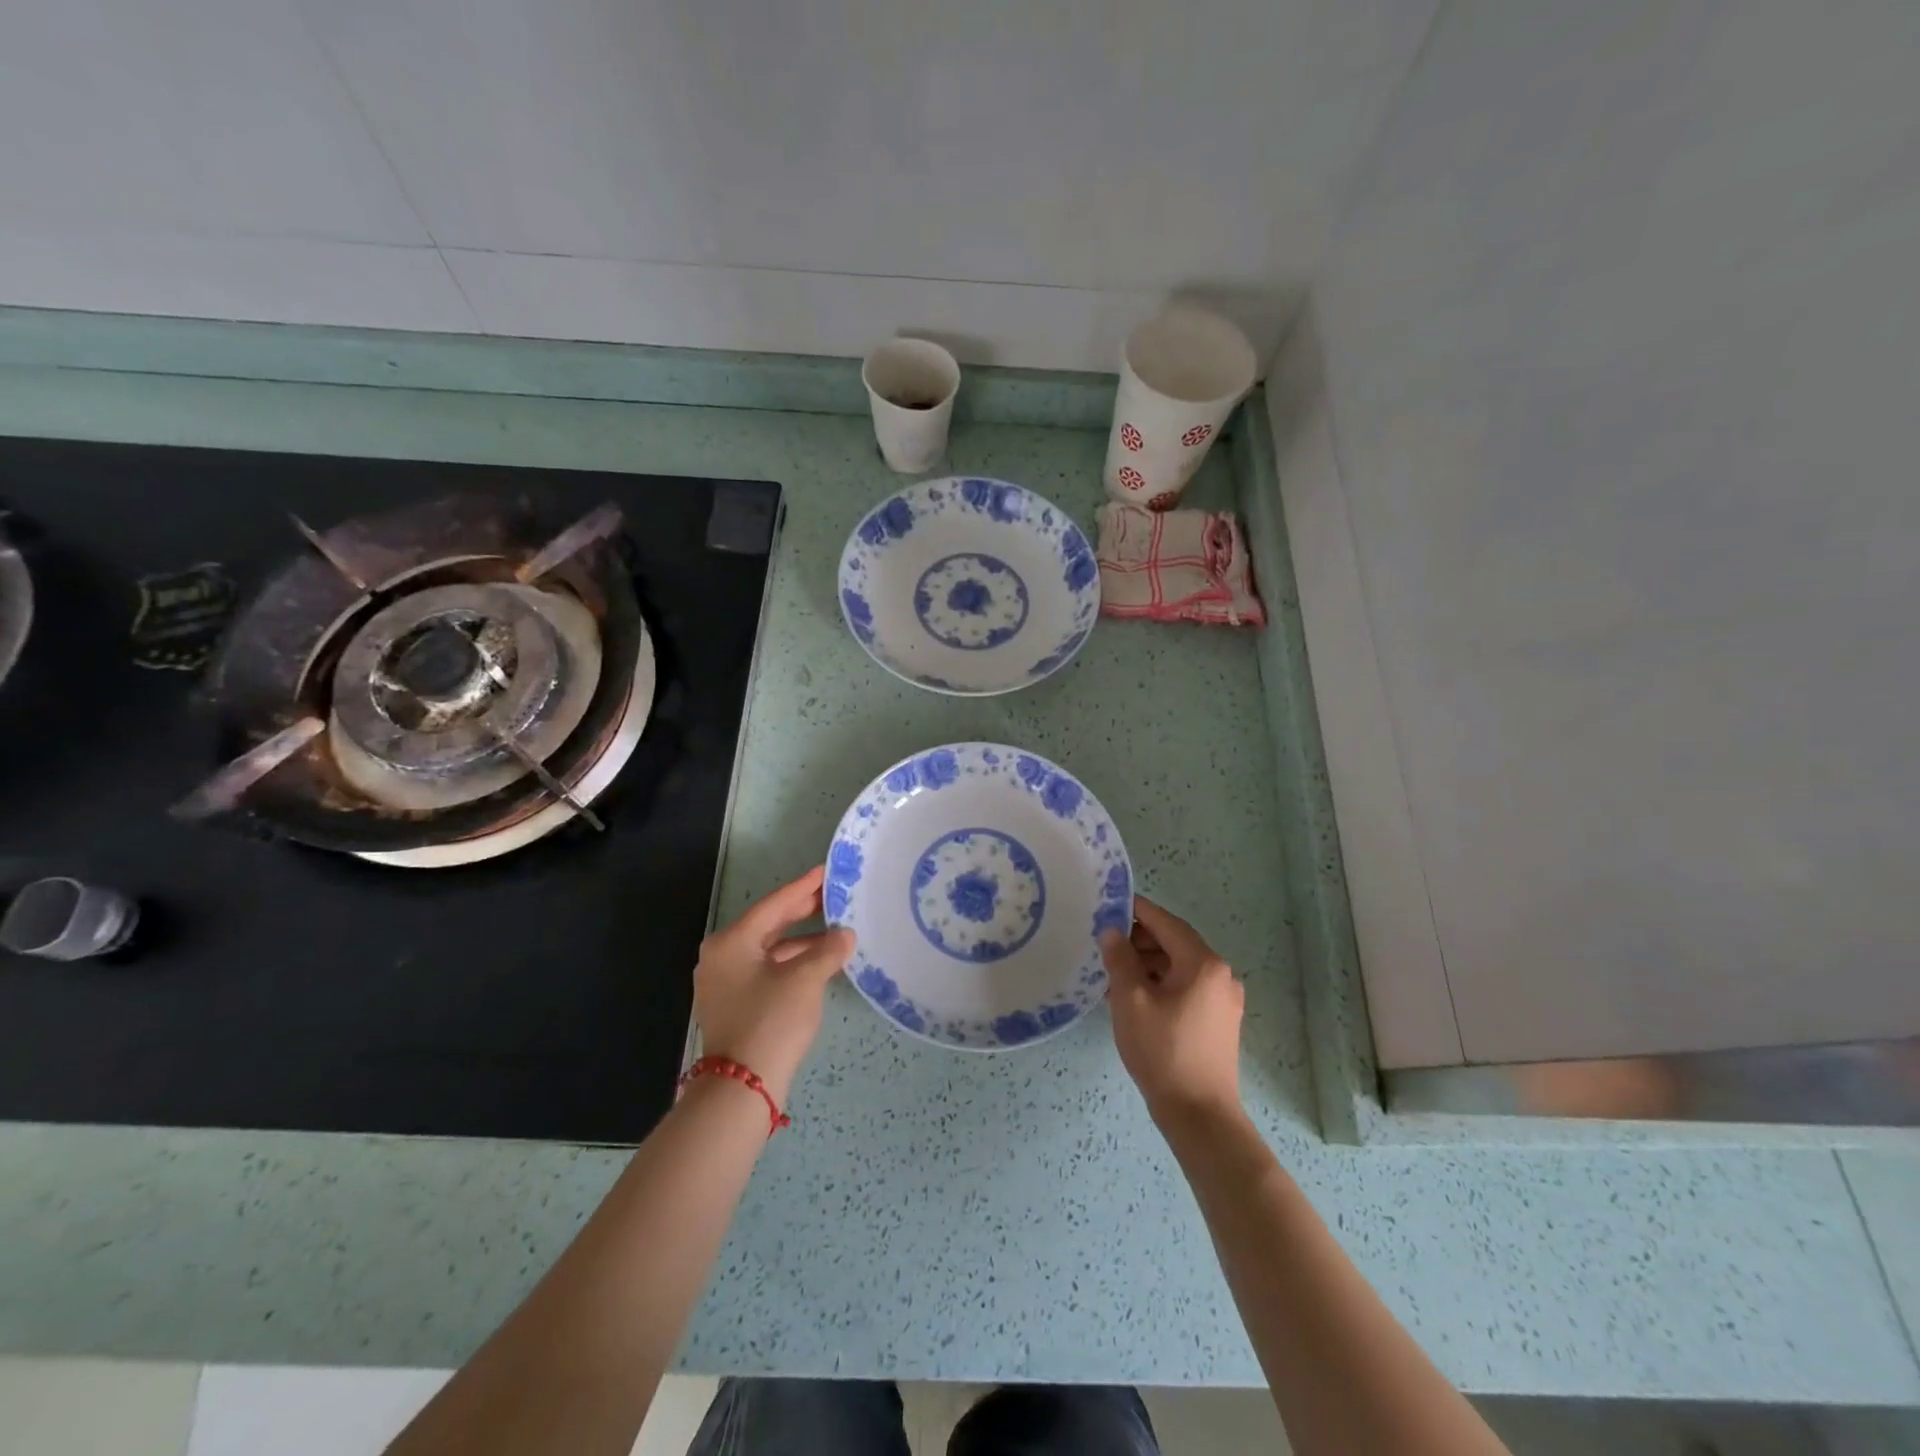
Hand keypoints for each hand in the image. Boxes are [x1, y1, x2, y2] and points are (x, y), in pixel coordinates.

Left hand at [694, 865, 854, 1107]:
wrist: (742, 1087)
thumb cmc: (771, 1021)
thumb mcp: (805, 979)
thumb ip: (828, 950)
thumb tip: (845, 936)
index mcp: (731, 942)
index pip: (774, 904)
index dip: (804, 888)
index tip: (826, 871)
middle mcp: (721, 956)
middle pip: (768, 925)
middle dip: (802, 911)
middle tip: (833, 896)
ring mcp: (725, 983)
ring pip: (769, 950)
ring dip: (801, 941)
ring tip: (836, 932)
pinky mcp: (734, 1005)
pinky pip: (766, 971)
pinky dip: (792, 964)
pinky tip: (819, 963)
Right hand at [1101, 895, 1245, 1128]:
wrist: (1199, 1115)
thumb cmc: (1162, 1051)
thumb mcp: (1131, 1000)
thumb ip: (1120, 959)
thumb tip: (1113, 932)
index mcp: (1203, 963)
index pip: (1166, 922)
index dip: (1137, 911)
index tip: (1109, 905)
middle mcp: (1220, 975)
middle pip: (1175, 943)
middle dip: (1140, 940)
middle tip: (1106, 943)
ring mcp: (1223, 1000)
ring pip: (1180, 967)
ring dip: (1148, 964)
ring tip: (1113, 972)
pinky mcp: (1219, 1021)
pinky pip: (1187, 988)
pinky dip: (1161, 984)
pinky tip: (1134, 996)